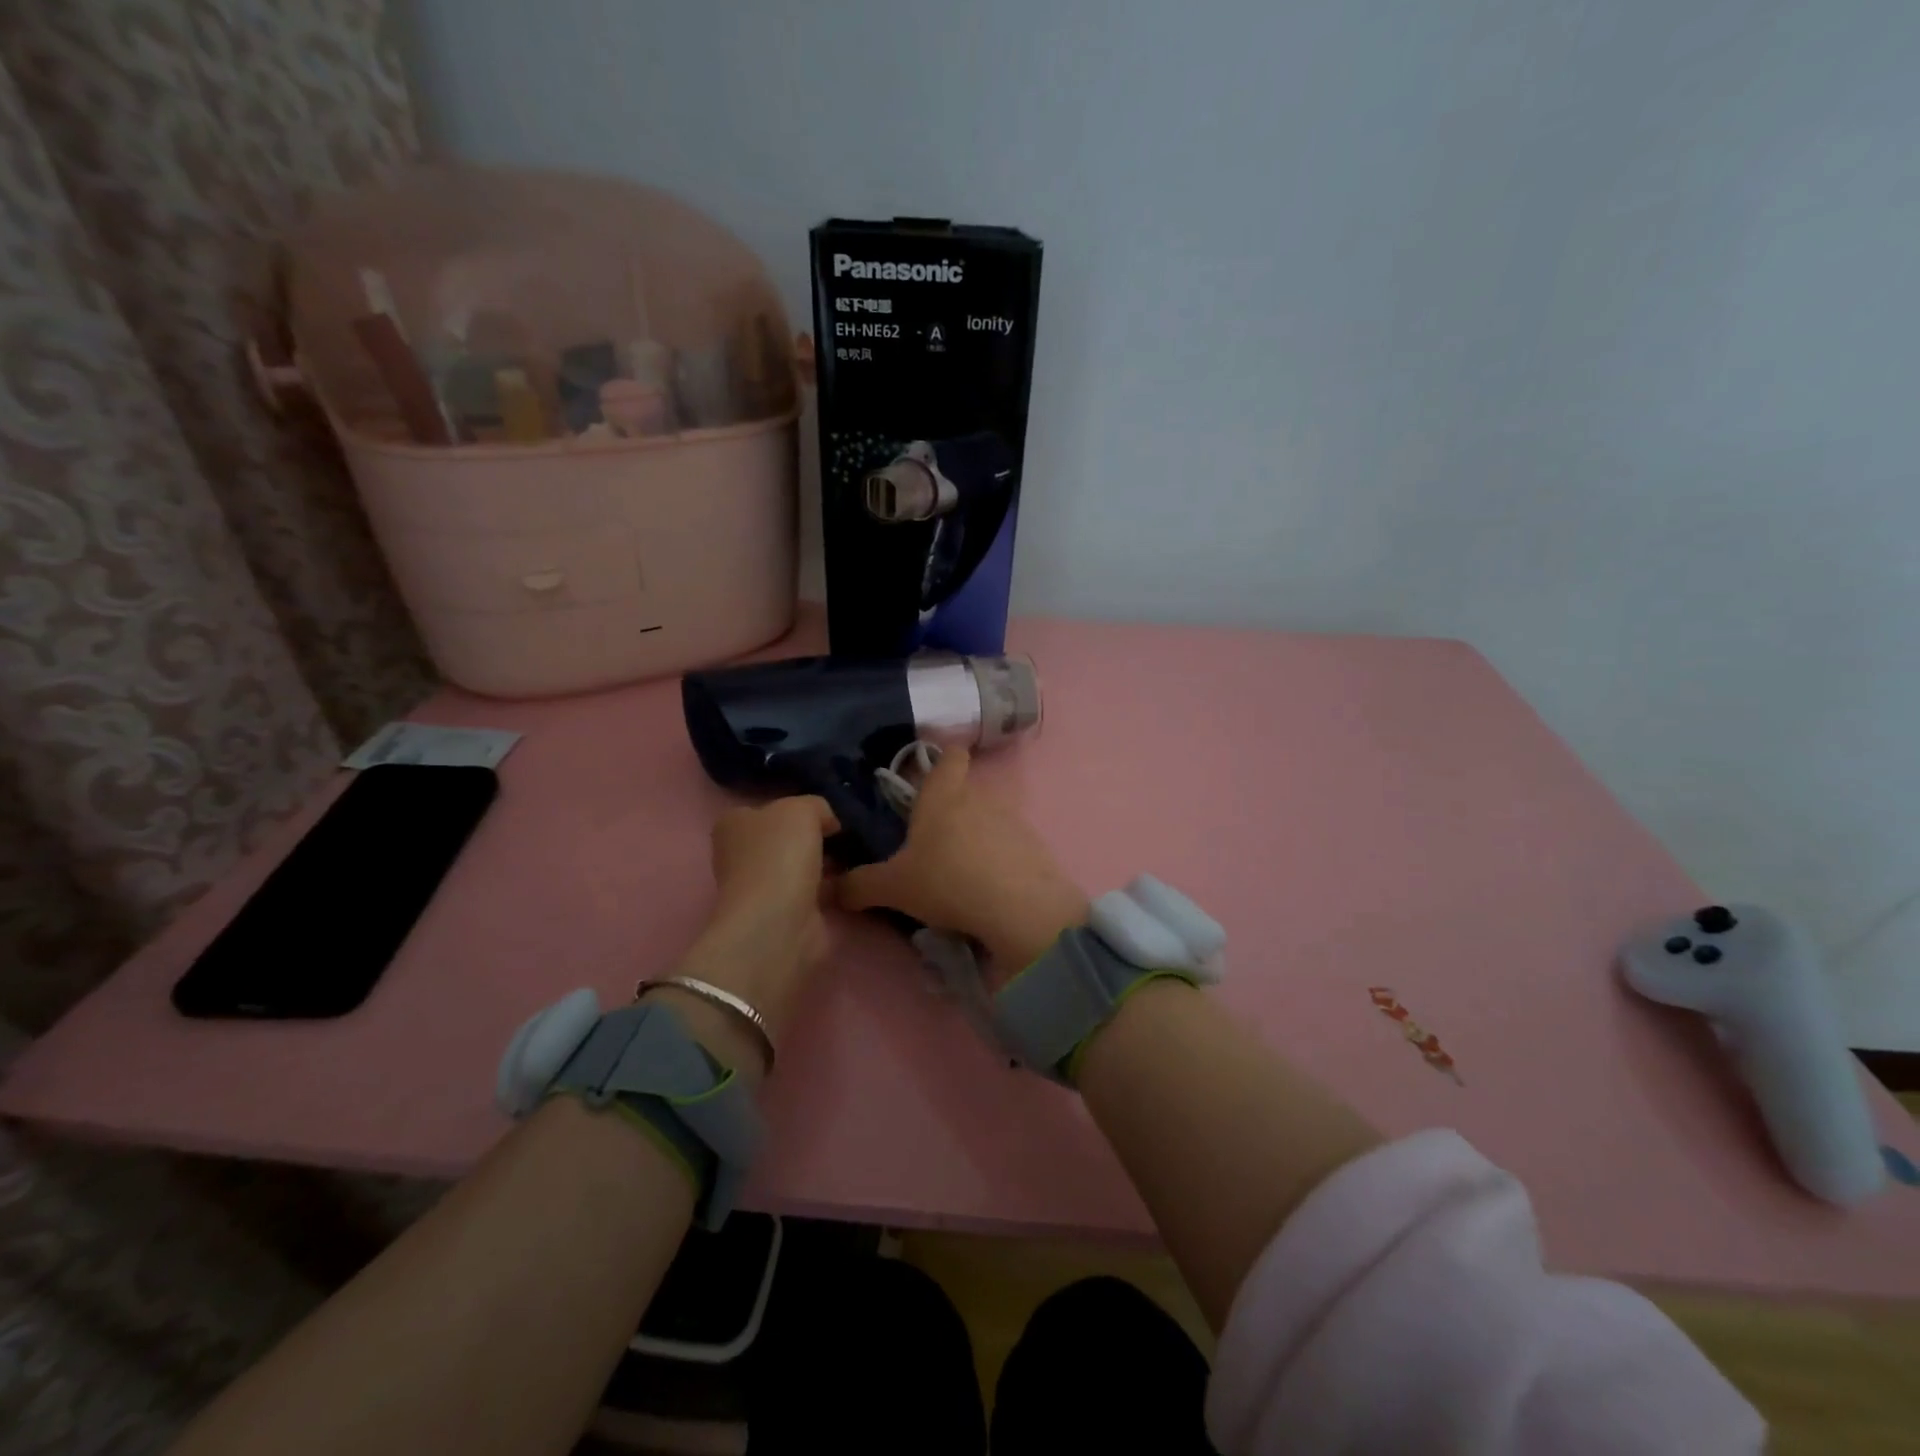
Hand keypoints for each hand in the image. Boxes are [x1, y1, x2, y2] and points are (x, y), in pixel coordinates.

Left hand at [662, 797, 836, 1060]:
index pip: (769, 808)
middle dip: (817, 836)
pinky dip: (835, 886)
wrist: (780, 923)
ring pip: (804, 864)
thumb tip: (830, 822)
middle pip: (788, 837)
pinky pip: (817, 890)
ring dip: (829, 862)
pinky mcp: (787, 913)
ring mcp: (764, 887)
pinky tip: (858, 877)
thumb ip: (817, 806)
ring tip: (863, 852)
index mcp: (734, 824)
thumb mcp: (802, 808)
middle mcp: (742, 854)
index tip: (831, 812)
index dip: (800, 808)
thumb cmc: (780, 856)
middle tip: (852, 832)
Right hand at [838, 749, 1088, 980]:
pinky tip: (988, 889)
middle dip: (950, 812)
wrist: (1019, 908)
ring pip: (988, 819)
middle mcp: (980, 797)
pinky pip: (1010, 846)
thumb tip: (831, 889)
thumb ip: (859, 886)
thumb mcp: (893, 888)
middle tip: (930, 844)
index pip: (950, 755)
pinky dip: (998, 860)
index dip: (942, 759)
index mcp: (943, 794)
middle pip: (965, 792)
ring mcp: (1012, 820)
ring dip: (974, 838)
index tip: (929, 776)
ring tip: (959, 873)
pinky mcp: (1034, 846)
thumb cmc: (947, 881)